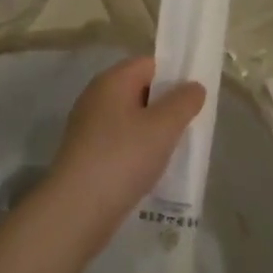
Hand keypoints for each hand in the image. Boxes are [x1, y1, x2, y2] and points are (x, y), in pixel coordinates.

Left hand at [44, 56, 205, 246]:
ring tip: (175, 149)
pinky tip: (152, 168)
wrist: (77, 209)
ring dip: (153, 130)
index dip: (175, 75)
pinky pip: (121, 141)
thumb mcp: (164, 126)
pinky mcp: (86, 153)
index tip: (195, 97)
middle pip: (140, 89)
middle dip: (166, 105)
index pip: (150, 63)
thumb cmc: (123, 157)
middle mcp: (96, 97)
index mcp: (112, 81)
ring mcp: (88, 126)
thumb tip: (194, 86)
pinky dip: (138, 149)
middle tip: (190, 124)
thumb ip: (184, 102)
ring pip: (131, 118)